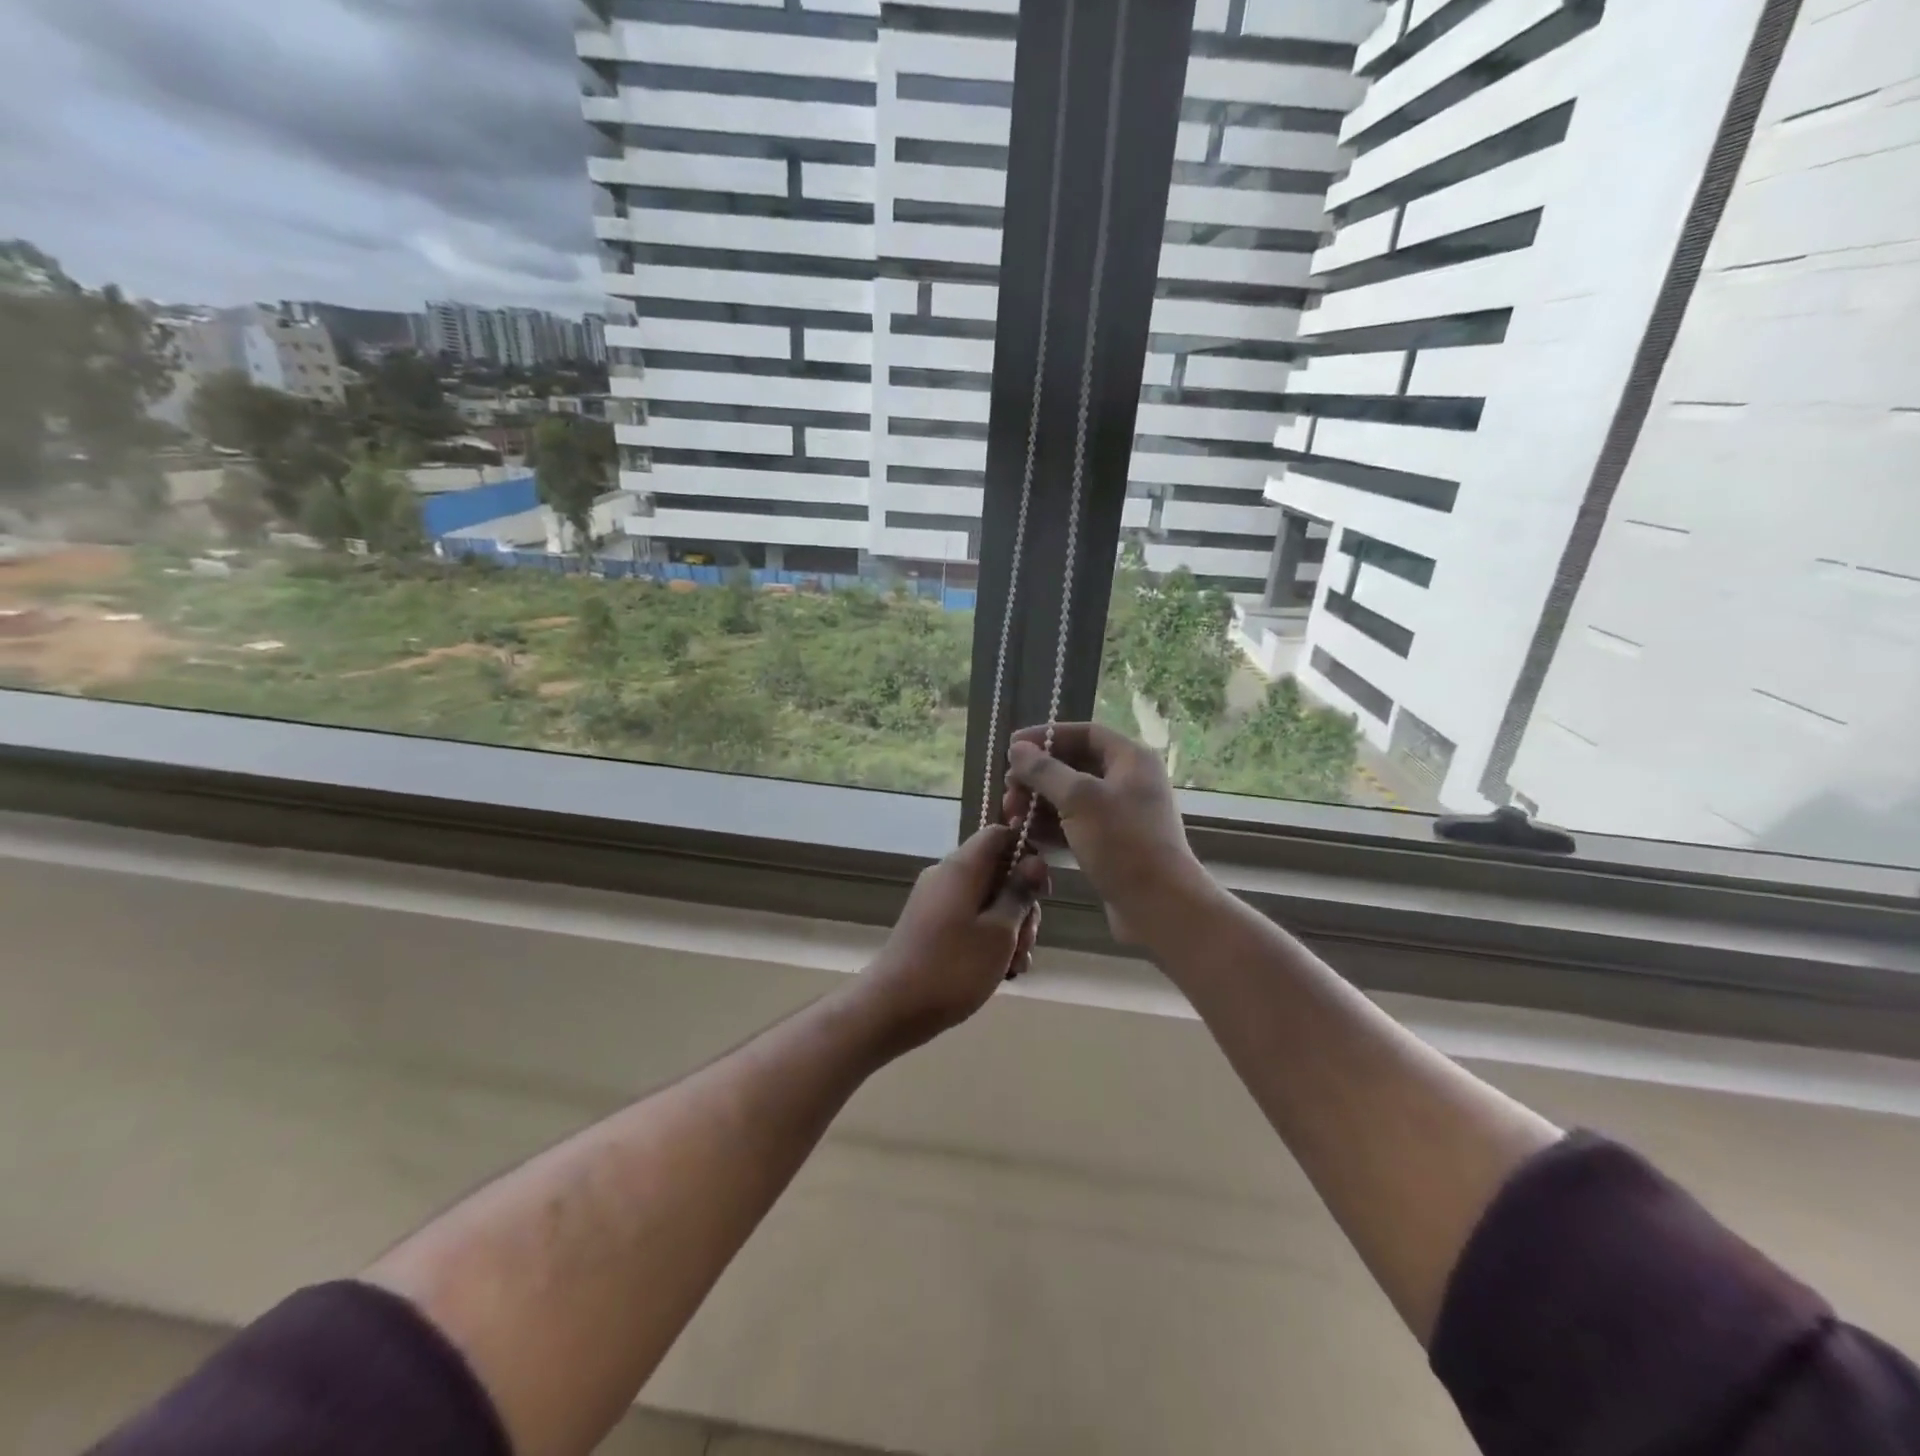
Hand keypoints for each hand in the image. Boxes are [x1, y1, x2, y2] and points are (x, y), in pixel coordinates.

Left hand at [855, 825, 1047, 1052]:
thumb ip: (1019, 893)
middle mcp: (946, 876)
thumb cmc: (953, 967)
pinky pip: (969, 920)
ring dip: (1009, 929)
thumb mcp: (999, 932)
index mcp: (961, 867)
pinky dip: (988, 940)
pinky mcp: (931, 926)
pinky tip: (1001, 971)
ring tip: (1014, 966)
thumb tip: (1035, 860)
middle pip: (996, 872)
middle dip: (1021, 905)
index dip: (1026, 854)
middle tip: (1026, 942)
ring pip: (986, 901)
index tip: (1042, 890)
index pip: (999, 834)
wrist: (892, 1008)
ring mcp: (936, 902)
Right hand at [1002, 723, 1208, 944]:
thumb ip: (1045, 771)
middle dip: (1038, 776)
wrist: (1160, 905)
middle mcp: (1128, 781)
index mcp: (1131, 759)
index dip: (1047, 736)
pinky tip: (1027, 836)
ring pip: (1071, 798)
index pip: (1084, 733)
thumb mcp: (1080, 800)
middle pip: (1074, 765)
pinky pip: (1075, 825)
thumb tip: (1017, 749)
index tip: (1013, 747)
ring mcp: (1121, 814)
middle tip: (1009, 790)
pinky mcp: (1112, 844)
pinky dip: (1051, 827)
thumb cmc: (1123, 843)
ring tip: (1012, 816)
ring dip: (1039, 803)